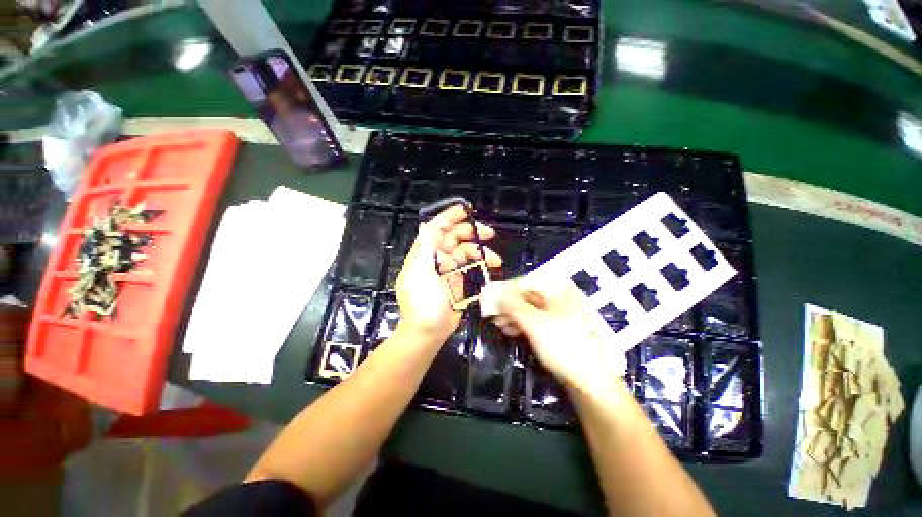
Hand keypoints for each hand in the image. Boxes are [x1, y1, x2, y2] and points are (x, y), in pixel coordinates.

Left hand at [395, 205, 501, 345]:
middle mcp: (436, 257)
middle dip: (471, 232)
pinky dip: (481, 264)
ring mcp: (448, 268)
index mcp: (424, 253)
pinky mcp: (457, 279)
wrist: (428, 332)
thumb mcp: (420, 273)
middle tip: (489, 234)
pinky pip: (470, 265)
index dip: (449, 217)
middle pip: (454, 237)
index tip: (466, 211)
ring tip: (496, 258)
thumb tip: (424, 225)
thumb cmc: (423, 303)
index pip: (436, 228)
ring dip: (481, 251)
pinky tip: (491, 266)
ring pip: (465, 250)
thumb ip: (423, 249)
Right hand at [496, 277, 625, 395]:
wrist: (590, 382)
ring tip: (499, 325)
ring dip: (513, 316)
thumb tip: (496, 294)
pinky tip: (511, 331)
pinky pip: (537, 321)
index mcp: (560, 290)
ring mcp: (563, 314)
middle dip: (509, 305)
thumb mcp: (533, 322)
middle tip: (493, 314)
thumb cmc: (561, 345)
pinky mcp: (561, 330)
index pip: (527, 282)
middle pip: (529, 296)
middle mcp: (562, 298)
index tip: (492, 297)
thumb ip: (512, 305)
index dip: (507, 289)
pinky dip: (523, 324)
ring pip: (532, 309)